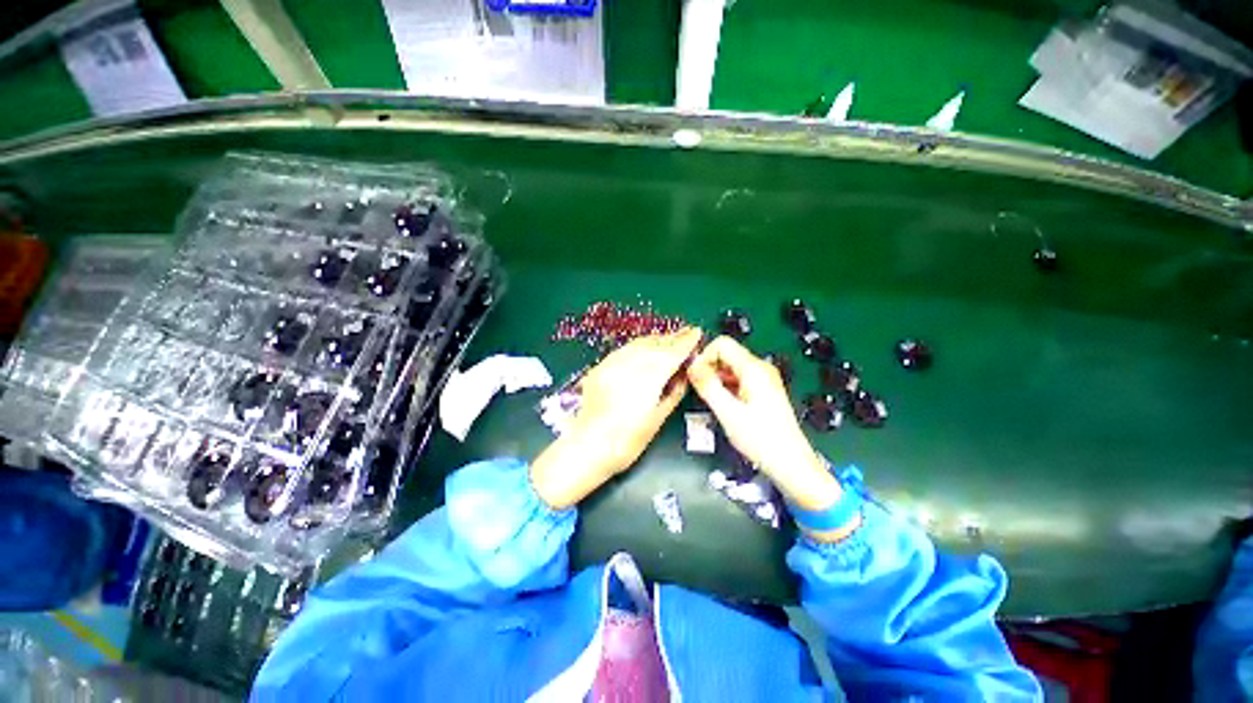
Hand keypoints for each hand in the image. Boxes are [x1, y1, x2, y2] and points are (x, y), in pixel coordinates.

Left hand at [531, 328, 701, 508]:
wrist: (587, 446)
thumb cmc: (628, 440)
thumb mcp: (657, 419)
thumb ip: (673, 392)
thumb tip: (683, 374)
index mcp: (649, 378)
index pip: (672, 353)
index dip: (686, 342)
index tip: (697, 332)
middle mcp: (631, 364)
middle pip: (656, 344)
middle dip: (672, 338)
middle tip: (685, 332)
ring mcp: (613, 363)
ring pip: (639, 344)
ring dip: (656, 340)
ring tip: (667, 339)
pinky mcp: (600, 367)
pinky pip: (624, 350)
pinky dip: (638, 346)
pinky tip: (643, 348)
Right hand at [688, 336, 844, 517]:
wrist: (791, 464)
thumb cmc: (760, 438)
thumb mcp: (728, 412)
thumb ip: (708, 386)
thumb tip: (690, 366)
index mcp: (753, 368)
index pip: (721, 344)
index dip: (703, 356)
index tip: (695, 378)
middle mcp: (760, 367)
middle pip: (726, 354)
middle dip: (708, 368)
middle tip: (700, 391)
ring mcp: (763, 379)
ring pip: (730, 367)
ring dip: (716, 378)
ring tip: (710, 400)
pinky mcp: (764, 390)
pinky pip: (738, 378)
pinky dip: (726, 386)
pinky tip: (723, 404)